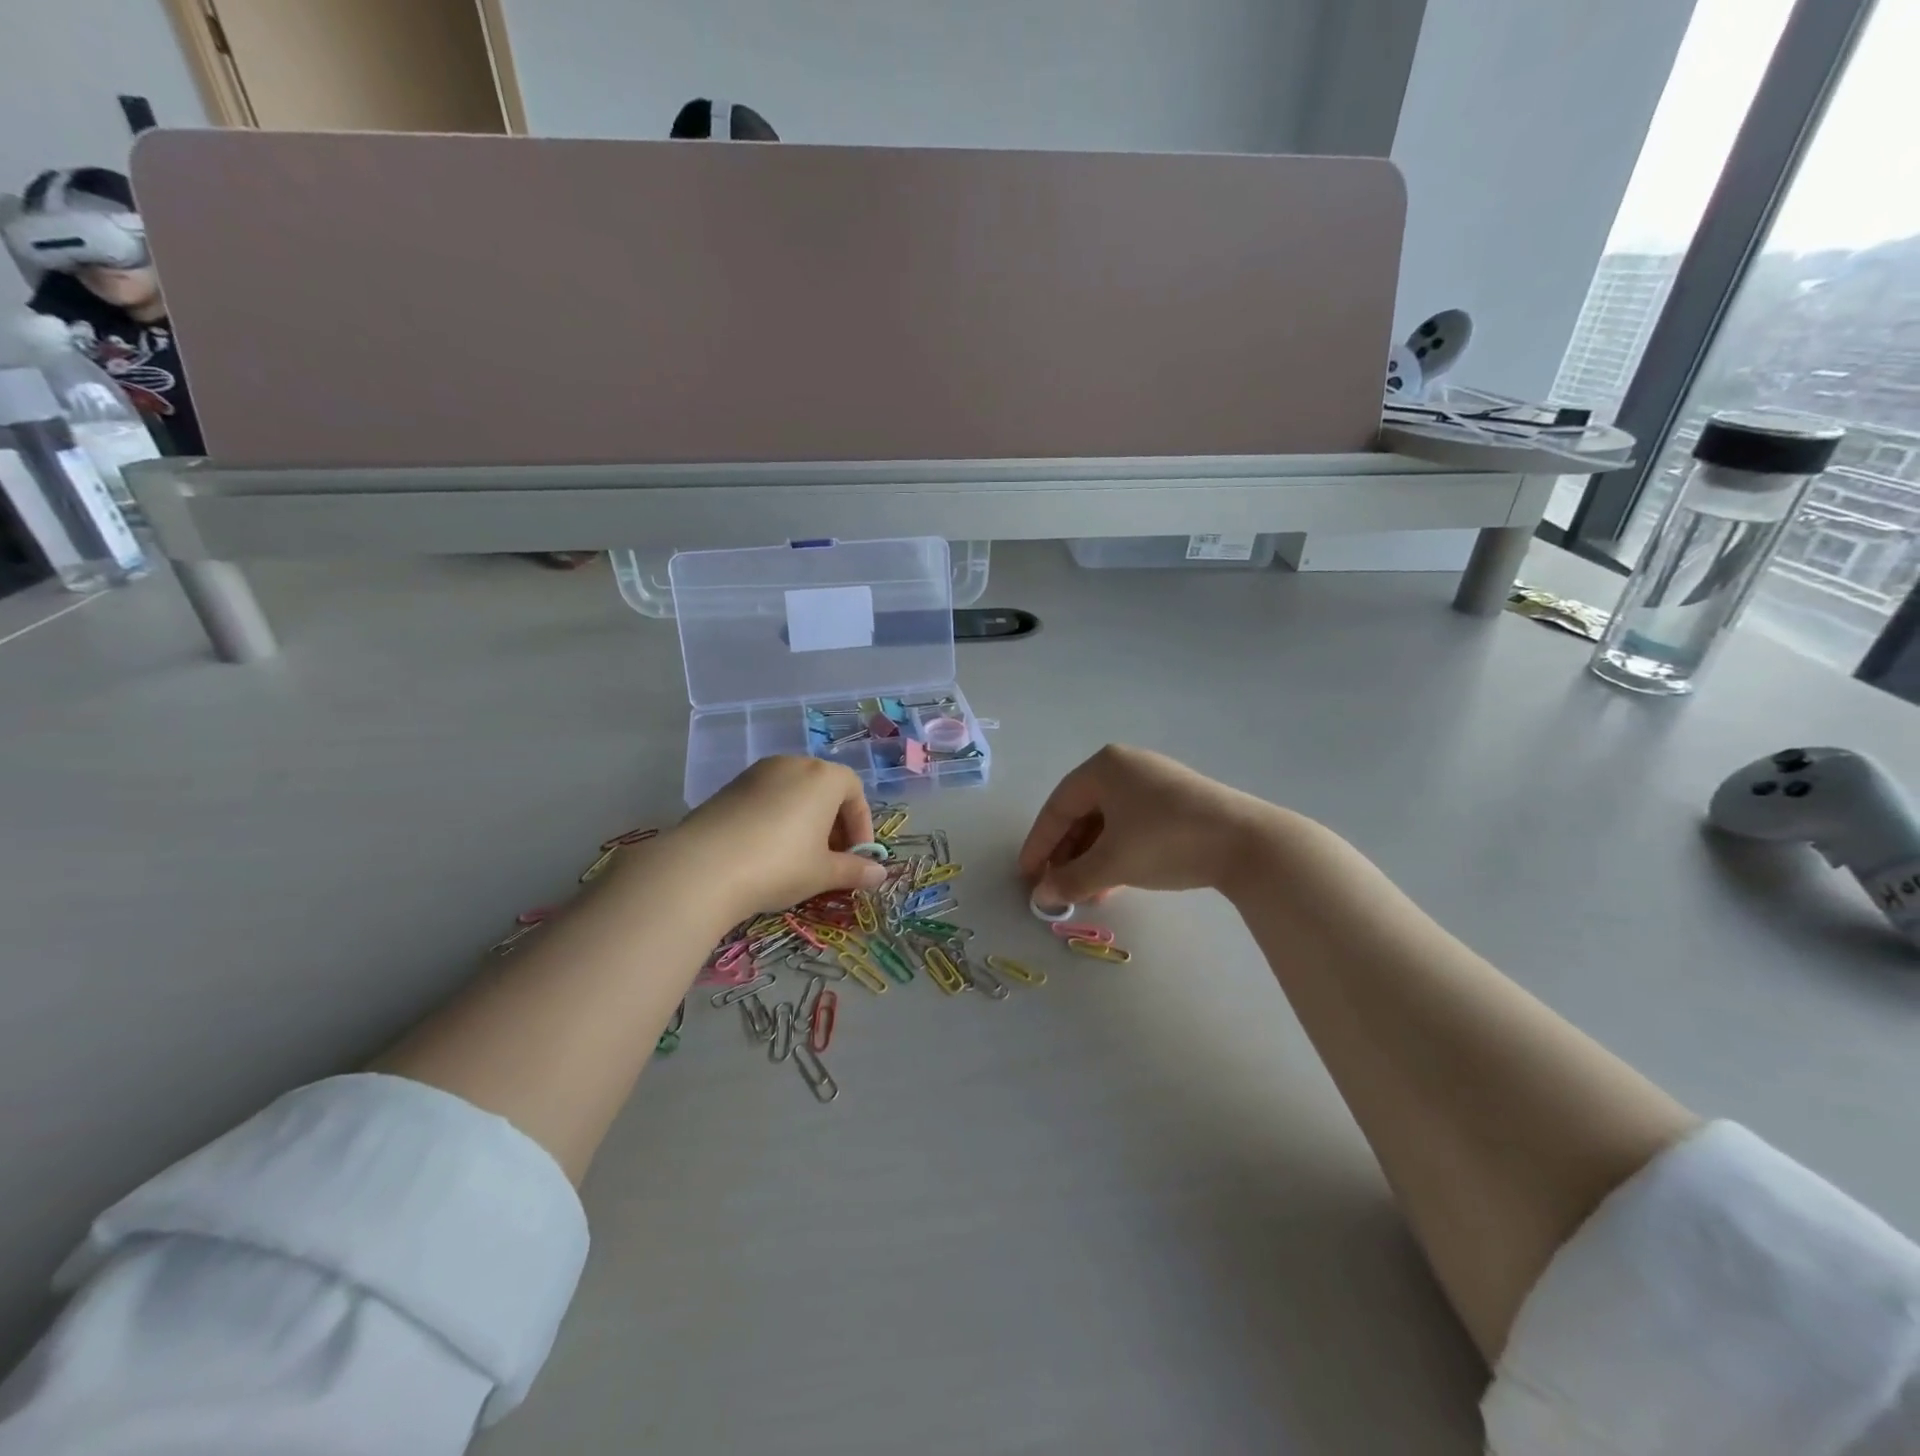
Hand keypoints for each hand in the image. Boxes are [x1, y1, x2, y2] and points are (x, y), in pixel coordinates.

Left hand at [667, 756, 887, 919]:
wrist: (703, 867)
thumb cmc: (779, 865)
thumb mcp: (823, 873)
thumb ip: (855, 871)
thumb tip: (881, 876)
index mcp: (823, 777)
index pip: (855, 792)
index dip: (861, 826)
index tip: (858, 857)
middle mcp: (792, 765)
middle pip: (824, 789)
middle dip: (834, 824)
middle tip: (831, 860)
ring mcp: (757, 774)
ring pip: (794, 794)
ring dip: (805, 822)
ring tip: (800, 859)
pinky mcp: (729, 788)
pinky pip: (766, 799)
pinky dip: (777, 820)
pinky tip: (767, 853)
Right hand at [1017, 745, 1289, 904]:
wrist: (1247, 843)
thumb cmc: (1166, 841)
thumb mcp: (1112, 863)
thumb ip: (1071, 879)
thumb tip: (1041, 896)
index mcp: (1104, 767)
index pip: (1057, 807)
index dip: (1038, 844)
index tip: (1026, 875)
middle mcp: (1126, 767)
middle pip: (1082, 813)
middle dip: (1067, 854)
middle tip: (1055, 886)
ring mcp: (1154, 782)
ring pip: (1108, 822)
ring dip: (1091, 858)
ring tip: (1085, 892)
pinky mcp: (1177, 801)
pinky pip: (1132, 825)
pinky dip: (1117, 852)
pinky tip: (1114, 882)